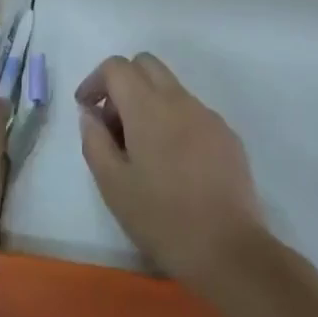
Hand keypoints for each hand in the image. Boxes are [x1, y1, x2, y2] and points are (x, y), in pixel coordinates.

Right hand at [77, 54, 267, 290]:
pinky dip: (174, 121)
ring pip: (170, 87)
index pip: (116, 67)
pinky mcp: (227, 135)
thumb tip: (91, 114)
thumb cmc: (163, 219)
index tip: (86, 108)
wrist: (230, 252)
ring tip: (143, 148)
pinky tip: (175, 163)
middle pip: (145, 64)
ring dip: (149, 102)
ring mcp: (207, 115)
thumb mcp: (113, 186)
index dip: (95, 80)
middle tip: (114, 122)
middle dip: (123, 82)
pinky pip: (193, 112)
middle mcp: (179, 99)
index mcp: (147, 106)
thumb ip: (94, 141)